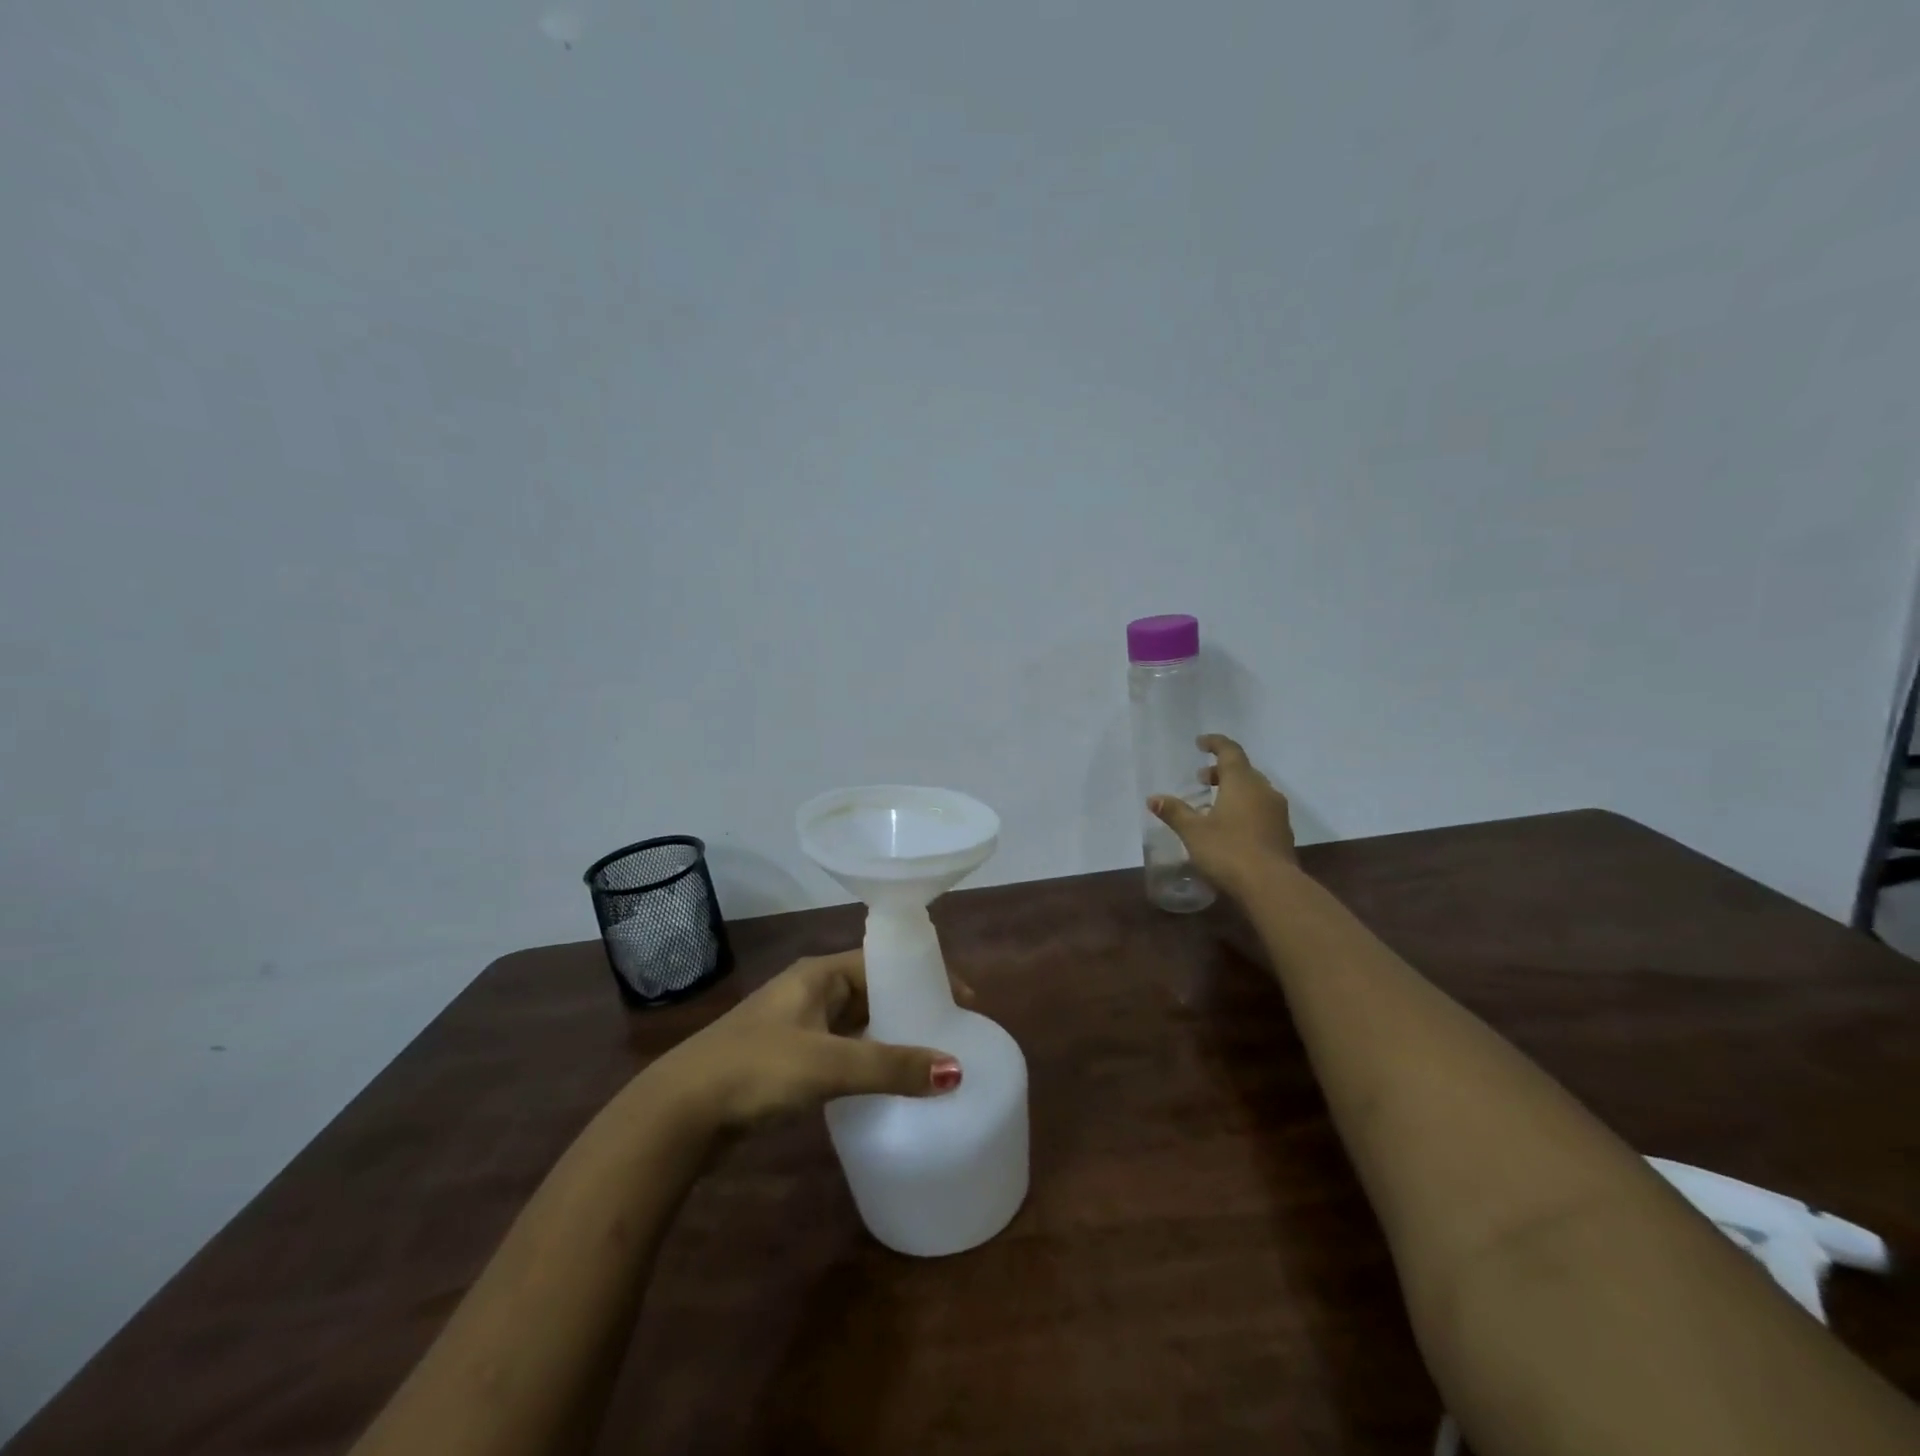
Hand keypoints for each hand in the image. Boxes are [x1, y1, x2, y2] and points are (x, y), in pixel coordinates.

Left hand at [649, 950, 964, 1130]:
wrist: (679, 1113)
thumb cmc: (756, 1069)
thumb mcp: (828, 1064)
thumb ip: (890, 1067)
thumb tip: (955, 1071)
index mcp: (820, 974)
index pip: (884, 962)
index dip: (925, 976)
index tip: (963, 1003)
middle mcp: (810, 992)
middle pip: (873, 991)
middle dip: (911, 1008)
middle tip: (952, 1034)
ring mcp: (797, 1027)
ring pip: (857, 1024)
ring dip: (890, 1037)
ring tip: (930, 1060)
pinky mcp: (788, 1061)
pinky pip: (841, 1051)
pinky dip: (867, 1061)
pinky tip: (885, 1086)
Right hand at [1149, 733, 1297, 896]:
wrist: (1272, 886)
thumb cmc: (1228, 851)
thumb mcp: (1193, 832)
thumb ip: (1174, 812)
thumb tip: (1153, 798)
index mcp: (1242, 782)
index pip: (1230, 751)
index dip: (1215, 743)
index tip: (1200, 743)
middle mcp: (1263, 791)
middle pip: (1243, 770)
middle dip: (1221, 771)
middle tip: (1200, 779)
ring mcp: (1277, 812)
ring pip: (1254, 791)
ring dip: (1233, 790)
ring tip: (1213, 804)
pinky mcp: (1282, 832)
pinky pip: (1261, 809)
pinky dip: (1245, 808)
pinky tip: (1231, 827)